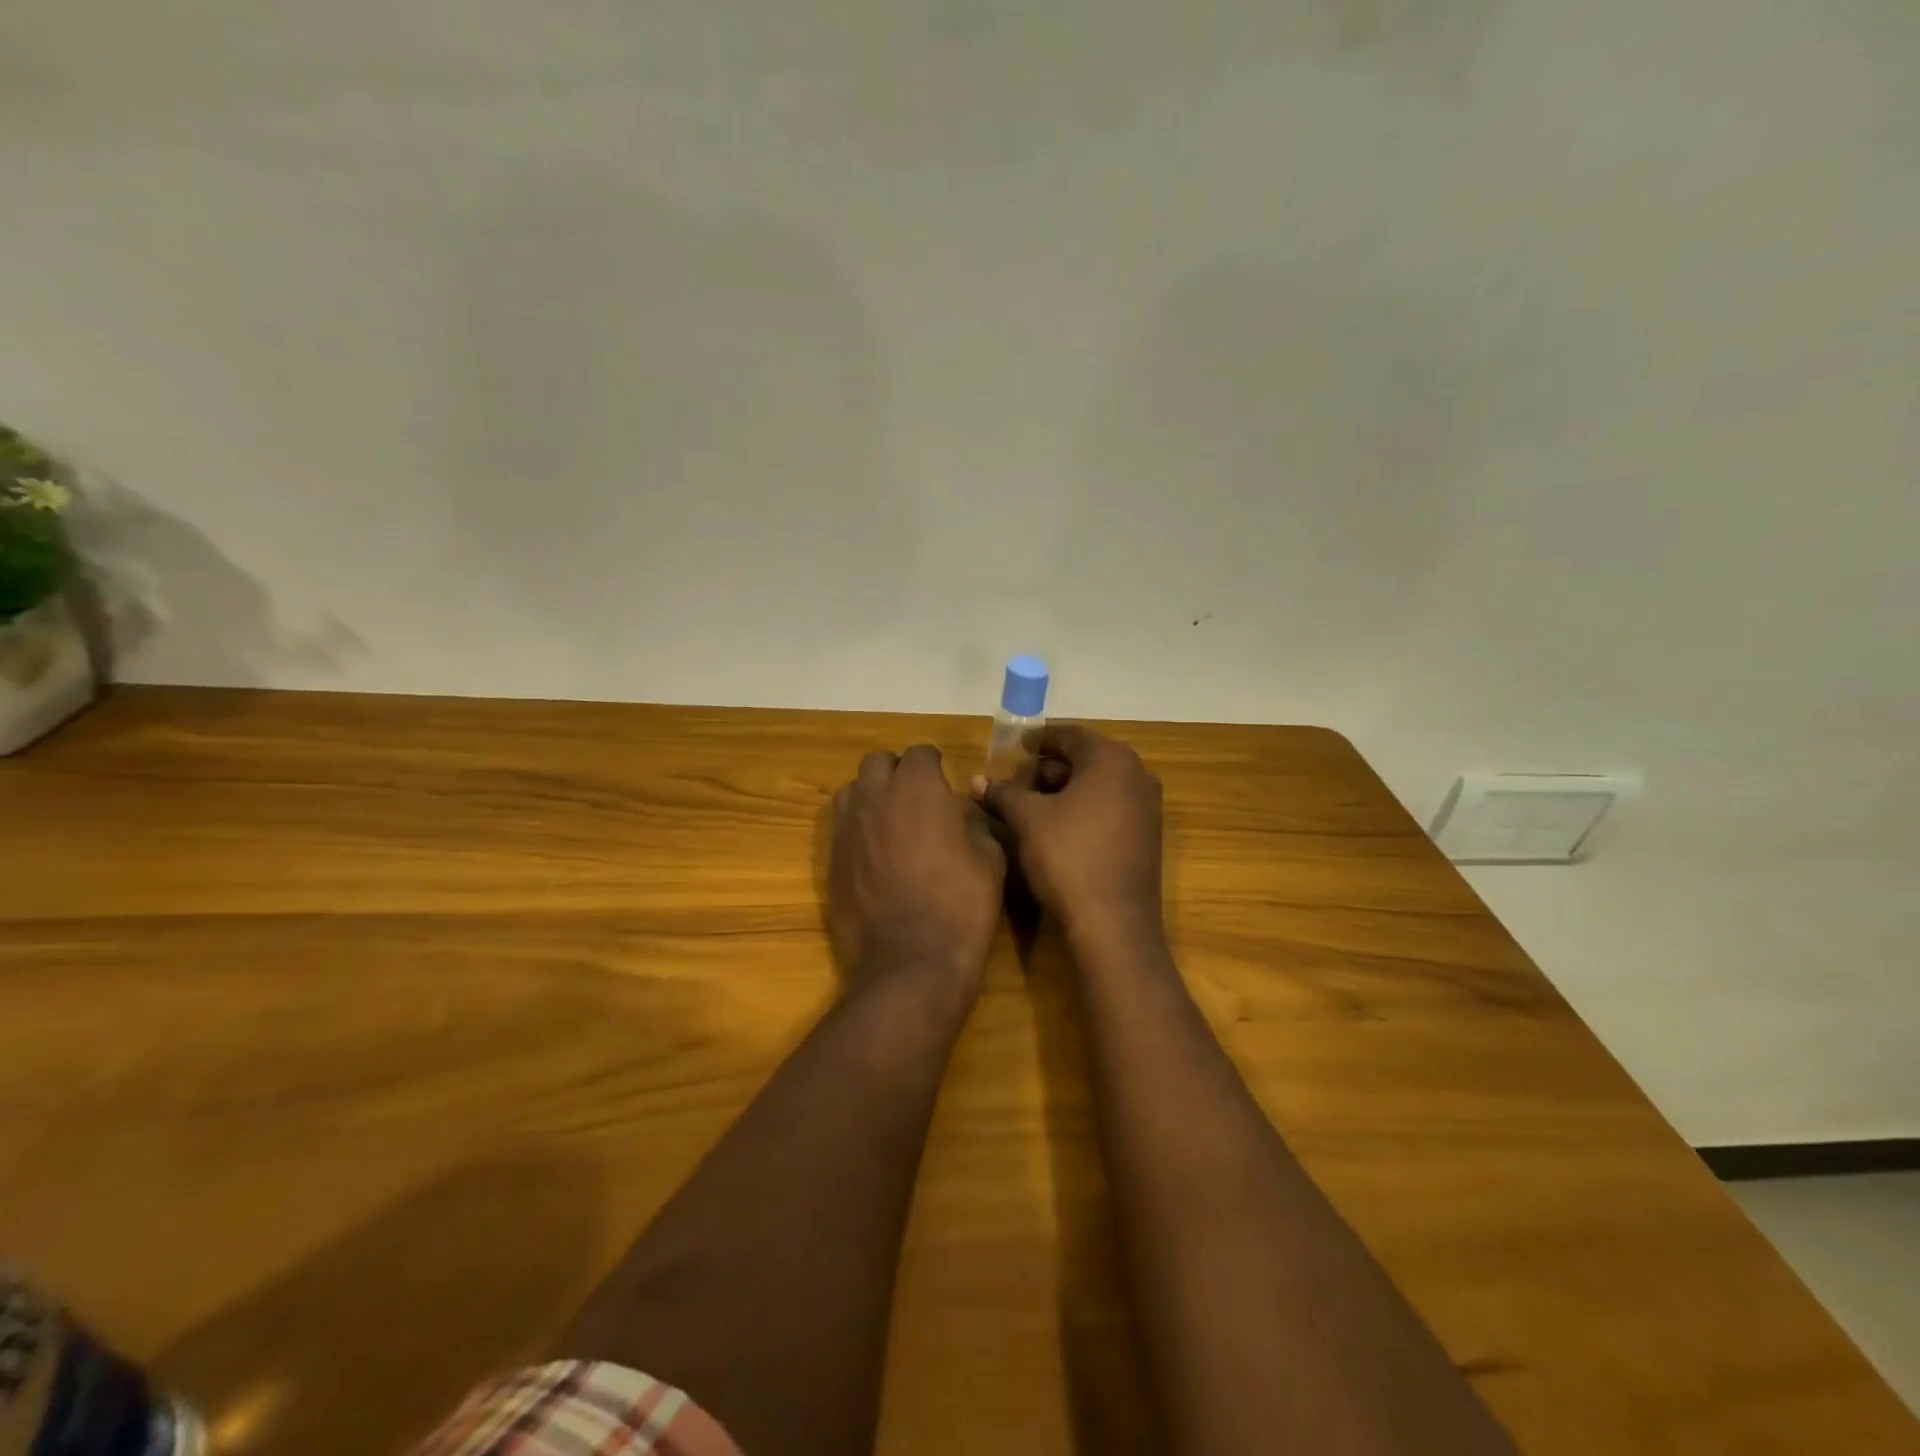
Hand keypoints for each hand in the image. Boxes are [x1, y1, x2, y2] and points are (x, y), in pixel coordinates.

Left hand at [829, 745, 1006, 999]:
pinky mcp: (832, 859)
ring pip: (852, 790)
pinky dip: (858, 829)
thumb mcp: (990, 856)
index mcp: (917, 787)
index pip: (920, 752)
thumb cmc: (961, 903)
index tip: (944, 783)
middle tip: (916, 798)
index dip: (934, 765)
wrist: (911, 960)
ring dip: (871, 795)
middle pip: (878, 762)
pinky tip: (876, 855)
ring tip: (891, 821)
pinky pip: (842, 828)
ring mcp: (847, 827)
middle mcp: (875, 796)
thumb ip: (971, 820)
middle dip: (897, 772)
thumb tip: (958, 811)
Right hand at [971, 726, 1163, 939]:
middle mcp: (1137, 775)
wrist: (1114, 924)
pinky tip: (1055, 828)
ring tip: (1029, 806)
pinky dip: (1082, 810)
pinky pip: (1109, 808)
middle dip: (1048, 769)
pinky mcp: (1146, 837)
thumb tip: (976, 781)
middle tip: (1016, 781)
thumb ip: (1003, 793)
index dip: (1038, 740)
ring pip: (1097, 786)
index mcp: (1111, 759)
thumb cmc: (1068, 857)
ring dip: (1063, 791)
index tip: (1014, 747)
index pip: (1069, 735)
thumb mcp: (1027, 820)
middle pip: (1085, 760)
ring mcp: (1146, 808)